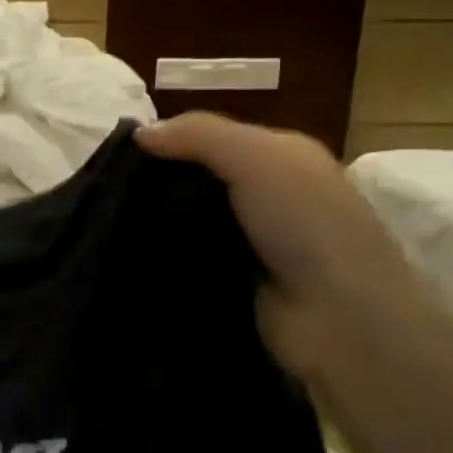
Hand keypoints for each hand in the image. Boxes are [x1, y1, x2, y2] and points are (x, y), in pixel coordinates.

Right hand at [137, 113, 438, 384]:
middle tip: (110, 187)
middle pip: (201, 179)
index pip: (215, 138)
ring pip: (192, 220)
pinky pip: (191, 258)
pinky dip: (168, 255)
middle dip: (160, 182)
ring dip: (160, 220)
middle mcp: (271, 196)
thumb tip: (140, 133)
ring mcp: (255, 243)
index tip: (124, 151)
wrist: (341, 319)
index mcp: (283, 157)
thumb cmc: (305, 224)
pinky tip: (134, 252)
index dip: (173, 139)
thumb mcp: (256, 157)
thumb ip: (199, 134)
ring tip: (111, 219)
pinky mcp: (237, 283)